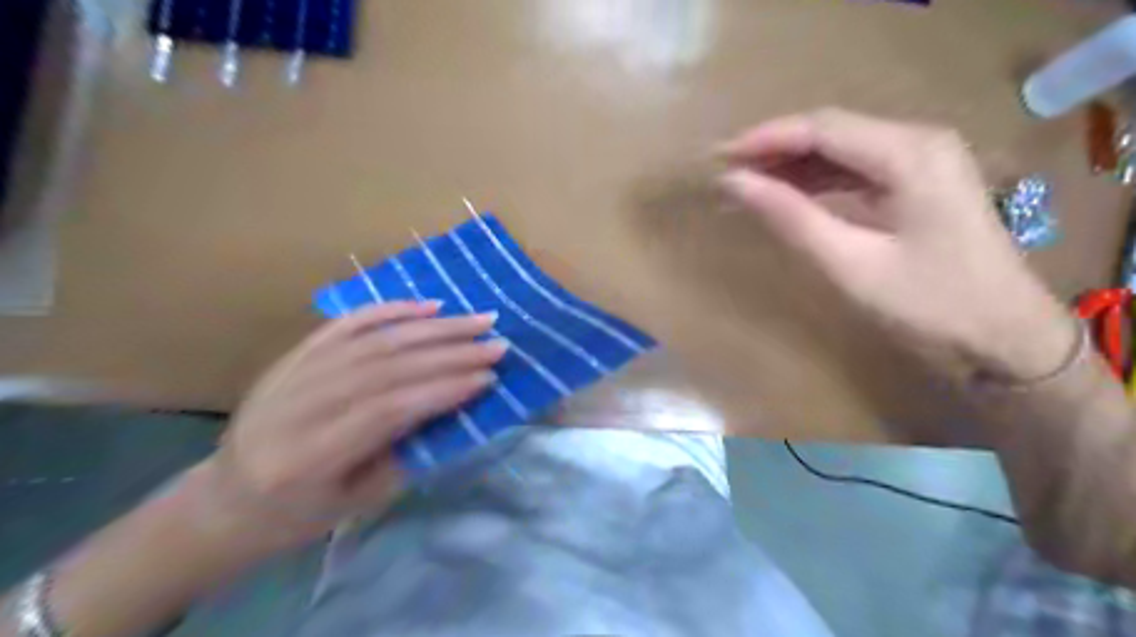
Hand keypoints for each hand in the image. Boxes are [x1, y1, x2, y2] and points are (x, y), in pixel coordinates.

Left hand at [190, 301, 499, 543]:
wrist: (228, 500)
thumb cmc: (301, 513)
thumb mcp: (359, 502)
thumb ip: (408, 453)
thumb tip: (458, 409)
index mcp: (310, 456)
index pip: (389, 408)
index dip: (443, 389)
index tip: (489, 379)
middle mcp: (298, 405)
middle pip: (386, 366)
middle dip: (449, 352)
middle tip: (496, 343)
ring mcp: (293, 372)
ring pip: (374, 339)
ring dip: (433, 327)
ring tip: (477, 320)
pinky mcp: (295, 354)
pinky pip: (348, 323)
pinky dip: (391, 310)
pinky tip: (427, 305)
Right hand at [724, 106, 1076, 383]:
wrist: (1004, 334)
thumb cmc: (929, 302)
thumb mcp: (850, 263)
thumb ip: (791, 217)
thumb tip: (735, 184)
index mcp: (909, 153)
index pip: (822, 128)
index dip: (765, 139)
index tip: (719, 158)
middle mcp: (919, 141)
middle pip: (831, 132)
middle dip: (774, 150)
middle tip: (725, 173)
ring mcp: (922, 160)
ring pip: (840, 150)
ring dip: (791, 166)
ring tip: (745, 186)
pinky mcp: (917, 182)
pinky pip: (855, 169)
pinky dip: (816, 181)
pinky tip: (785, 196)